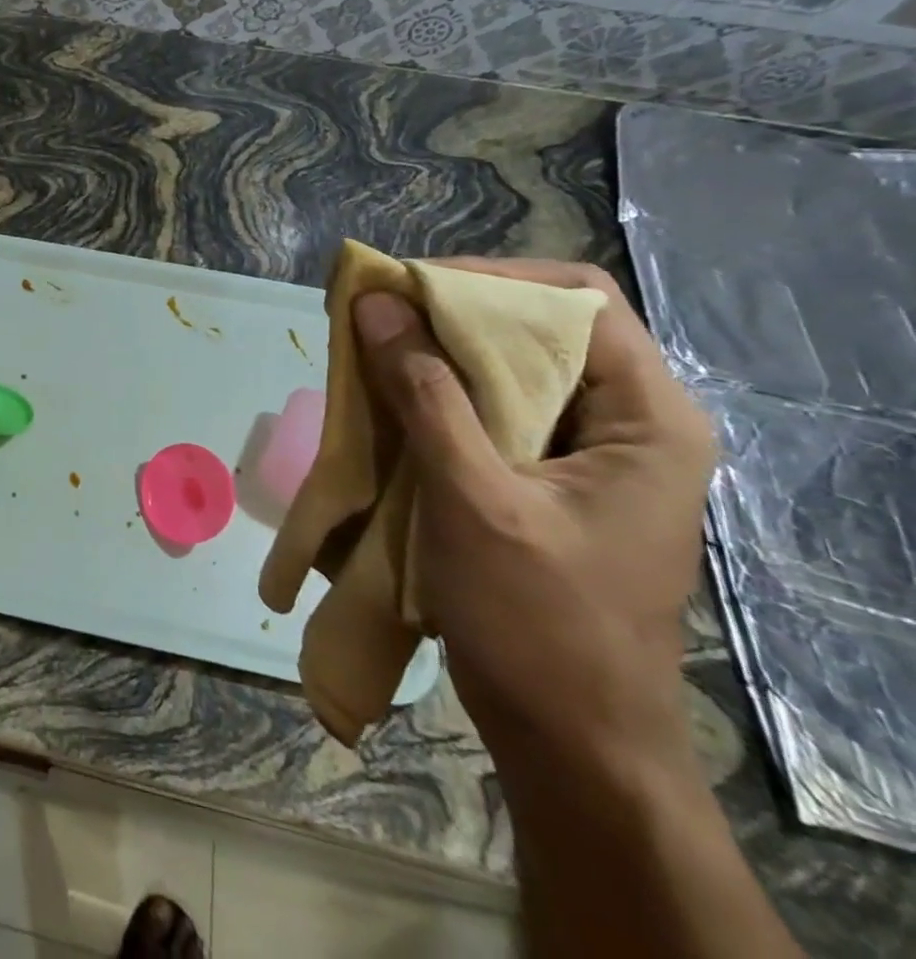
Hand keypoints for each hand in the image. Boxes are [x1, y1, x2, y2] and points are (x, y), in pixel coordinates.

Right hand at [352, 260, 716, 770]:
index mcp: (648, 418)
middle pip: (541, 326)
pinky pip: (491, 407)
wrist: (569, 738)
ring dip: (437, 351)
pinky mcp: (548, 476)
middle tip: (375, 315)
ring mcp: (588, 451)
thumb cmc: (537, 621)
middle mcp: (626, 421)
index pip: (577, 300)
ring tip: (371, 349)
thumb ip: (425, 393)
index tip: (406, 289)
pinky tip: (389, 398)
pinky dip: (436, 391)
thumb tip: (377, 303)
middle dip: (451, 312)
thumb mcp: (473, 498)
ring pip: (510, 366)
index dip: (489, 280)